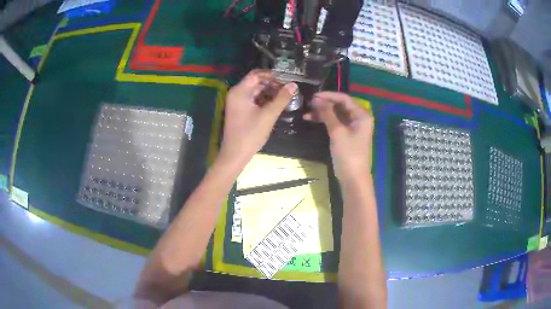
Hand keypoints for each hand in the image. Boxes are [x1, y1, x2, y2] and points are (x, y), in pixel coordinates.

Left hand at [219, 70, 296, 163]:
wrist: (235, 154)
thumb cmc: (250, 134)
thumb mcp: (268, 115)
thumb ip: (282, 99)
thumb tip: (293, 85)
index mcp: (240, 91)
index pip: (256, 74)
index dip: (272, 75)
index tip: (286, 79)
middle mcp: (236, 93)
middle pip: (256, 82)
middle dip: (272, 84)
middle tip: (288, 89)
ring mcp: (237, 102)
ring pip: (255, 91)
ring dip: (269, 92)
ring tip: (285, 97)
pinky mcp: (240, 110)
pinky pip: (253, 100)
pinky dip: (264, 100)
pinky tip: (276, 104)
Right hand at [304, 92, 373, 182]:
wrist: (353, 178)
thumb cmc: (348, 154)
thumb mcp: (337, 132)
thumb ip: (327, 113)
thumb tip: (316, 99)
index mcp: (361, 115)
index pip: (344, 98)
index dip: (328, 96)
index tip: (313, 96)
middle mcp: (359, 118)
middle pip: (340, 106)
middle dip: (324, 104)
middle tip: (308, 104)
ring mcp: (353, 127)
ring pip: (336, 114)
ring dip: (322, 113)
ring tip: (307, 114)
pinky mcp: (347, 135)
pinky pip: (335, 123)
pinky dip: (325, 121)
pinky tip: (312, 120)